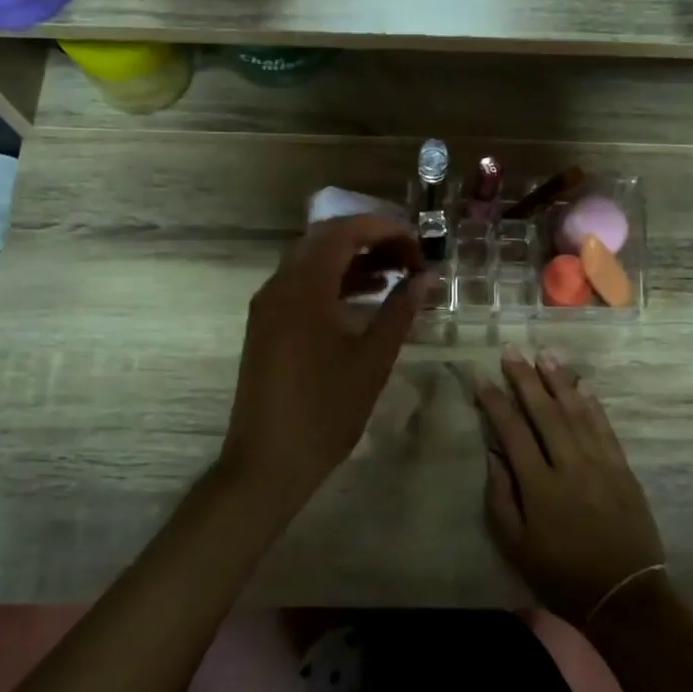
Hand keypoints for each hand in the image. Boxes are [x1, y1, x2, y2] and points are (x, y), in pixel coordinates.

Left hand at [220, 216, 427, 511]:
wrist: (267, 462)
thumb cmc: (325, 411)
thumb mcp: (372, 360)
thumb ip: (400, 311)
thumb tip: (426, 279)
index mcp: (304, 287)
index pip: (344, 232)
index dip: (384, 229)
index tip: (418, 245)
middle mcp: (279, 285)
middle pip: (325, 239)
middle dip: (370, 240)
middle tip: (409, 258)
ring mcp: (268, 304)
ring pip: (312, 261)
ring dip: (353, 260)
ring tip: (396, 275)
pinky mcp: (267, 324)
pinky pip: (302, 284)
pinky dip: (334, 281)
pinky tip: (366, 298)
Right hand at [474, 347, 665, 625]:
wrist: (624, 596)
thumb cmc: (561, 575)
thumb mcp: (516, 547)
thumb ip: (500, 498)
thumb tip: (493, 454)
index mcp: (540, 487)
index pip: (513, 432)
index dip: (495, 403)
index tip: (482, 378)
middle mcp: (570, 466)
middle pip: (545, 412)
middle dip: (525, 379)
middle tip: (512, 351)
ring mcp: (600, 464)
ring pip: (576, 412)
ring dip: (559, 381)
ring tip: (544, 355)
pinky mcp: (622, 469)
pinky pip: (605, 428)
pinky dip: (593, 404)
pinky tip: (582, 384)